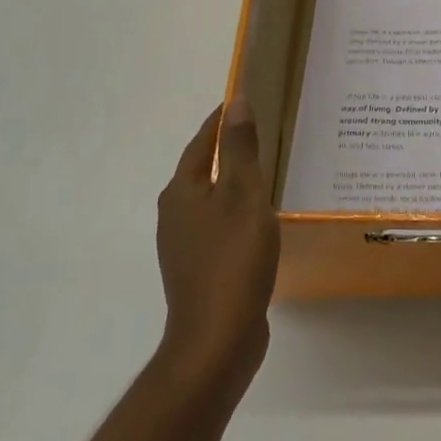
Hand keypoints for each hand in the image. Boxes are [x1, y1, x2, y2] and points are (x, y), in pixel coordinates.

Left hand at [156, 100, 279, 391]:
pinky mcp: (199, 270)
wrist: (217, 339)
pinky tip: (260, 220)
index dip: (220, 121)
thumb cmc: (233, 259)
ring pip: (210, 200)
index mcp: (181, 192)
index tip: (242, 101)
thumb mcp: (244, 195)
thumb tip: (237, 102)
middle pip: (200, 170)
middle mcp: (174, 215)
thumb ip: (240, 149)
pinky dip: (237, 212)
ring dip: (232, 183)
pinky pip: (218, 226)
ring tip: (265, 171)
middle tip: (260, 132)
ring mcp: (184, 246)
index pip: (200, 143)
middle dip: (225, 150)